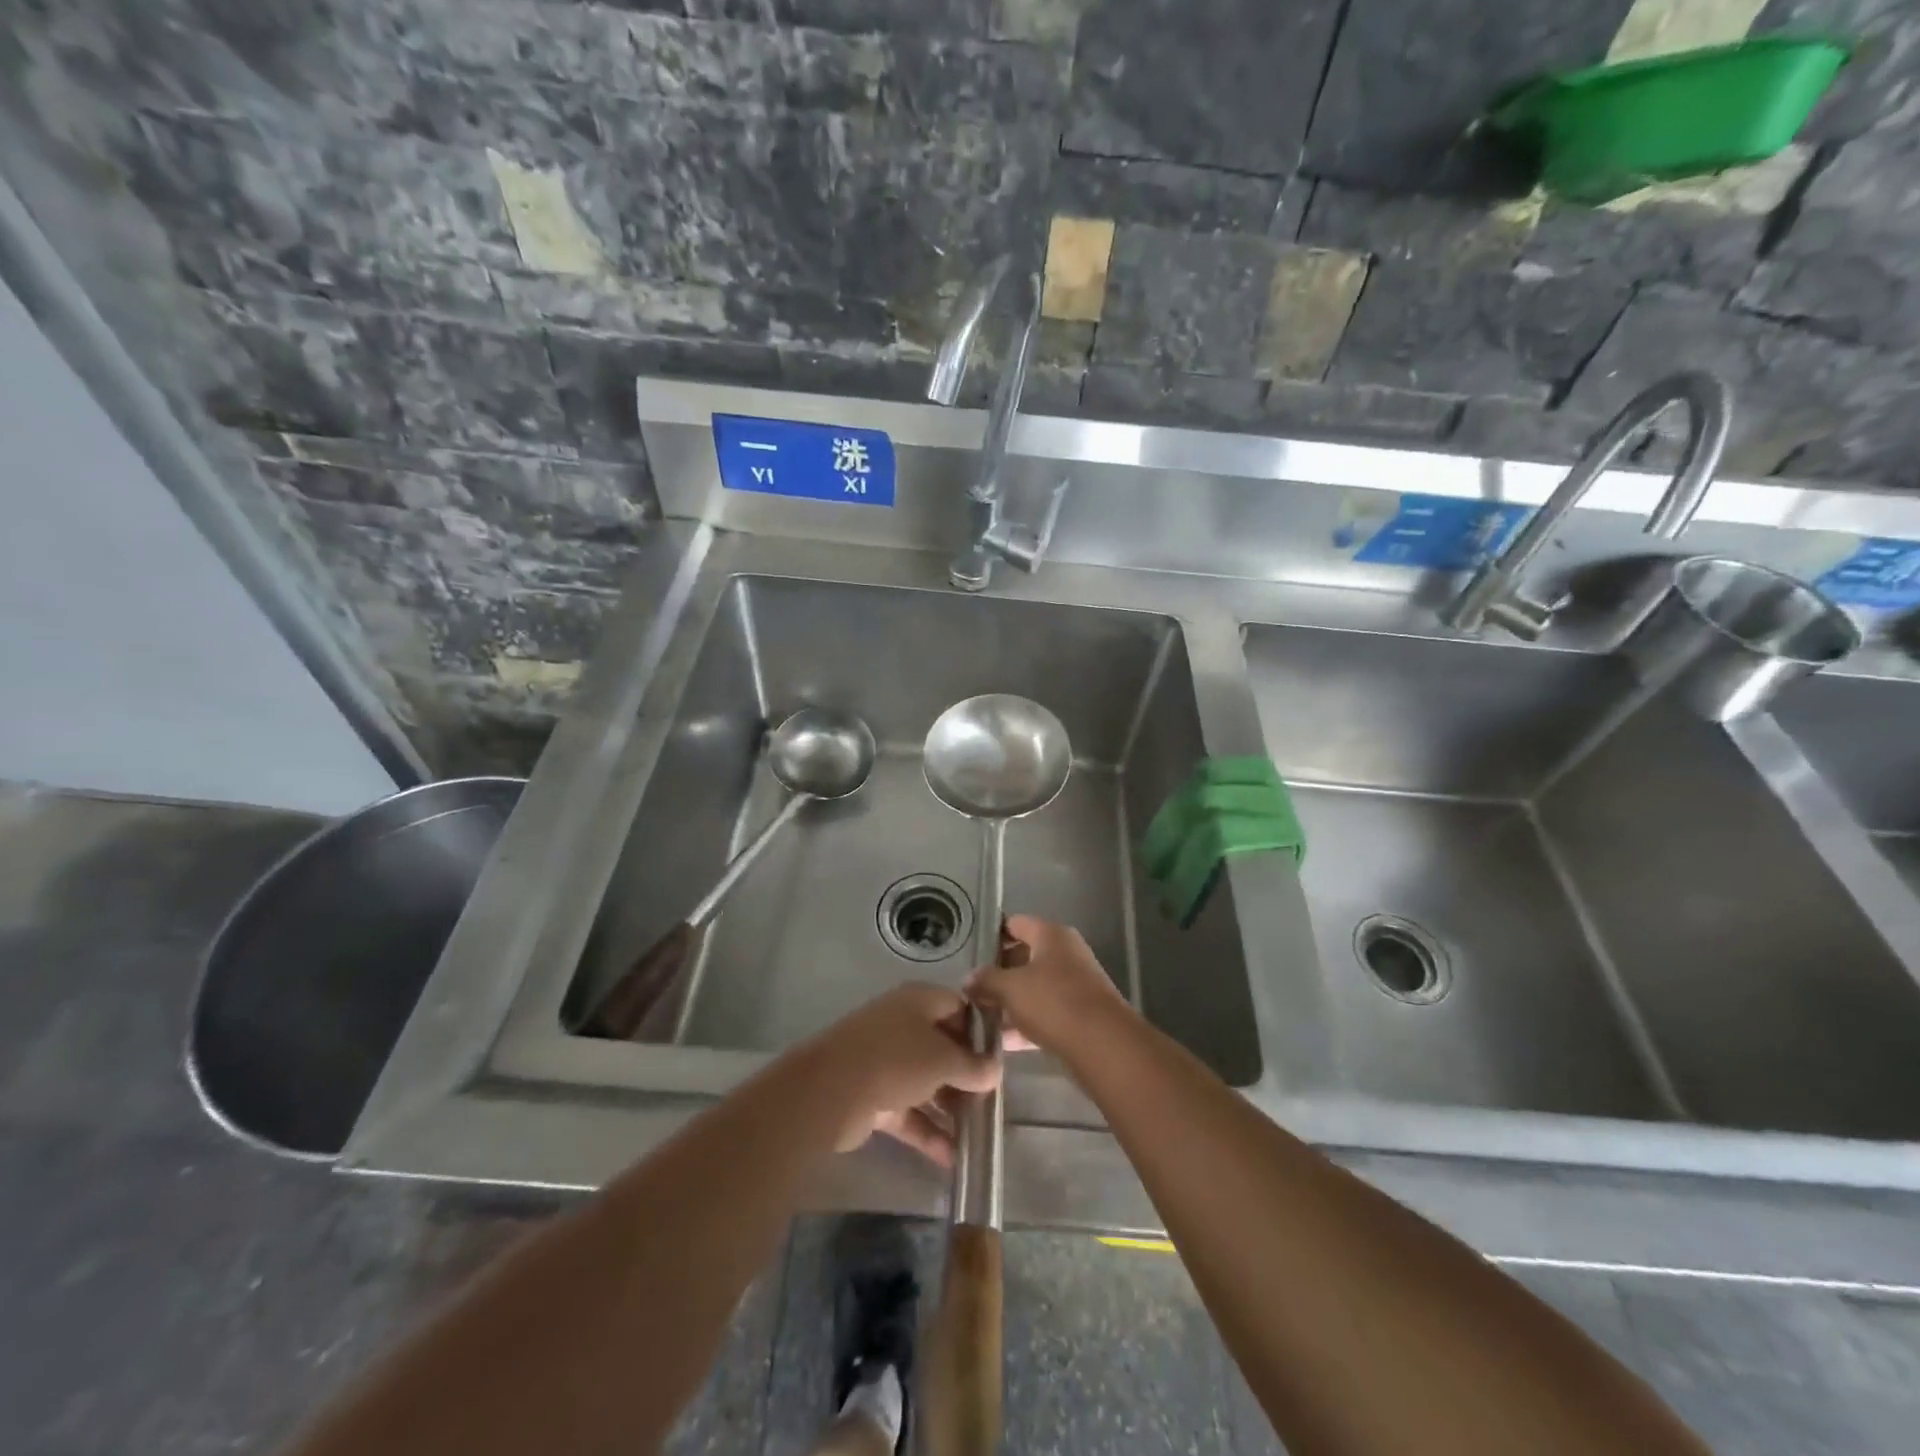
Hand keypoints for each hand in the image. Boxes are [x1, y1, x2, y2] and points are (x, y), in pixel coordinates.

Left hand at [802, 983, 998, 1166]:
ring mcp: (885, 1061)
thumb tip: (994, 1071)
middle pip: (942, 1047)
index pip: (958, 1008)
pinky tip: (951, 1159)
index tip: (999, 1059)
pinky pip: (908, 1111)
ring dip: (949, 1108)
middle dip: (966, 1075)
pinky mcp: (873, 1096)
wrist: (830, 1091)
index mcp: (919, 1001)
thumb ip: (972, 1067)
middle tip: (991, 1101)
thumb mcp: (943, 1060)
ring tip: (977, 1135)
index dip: (980, 1031)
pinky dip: (927, 1131)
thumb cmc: (896, 1059)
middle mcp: (902, 1025)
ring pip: (926, 1082)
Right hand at [967, 915, 1132, 1057]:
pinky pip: (1047, 1012)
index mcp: (1051, 934)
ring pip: (1035, 987)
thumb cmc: (1053, 1002)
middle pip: (1025, 956)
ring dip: (1012, 1001)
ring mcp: (1077, 984)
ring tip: (983, 1017)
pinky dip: (1027, 1023)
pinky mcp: (1082, 1014)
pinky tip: (1005, 1042)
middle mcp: (1066, 953)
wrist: (1104, 1045)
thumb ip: (986, 980)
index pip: (1016, 923)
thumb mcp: (1010, 988)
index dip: (992, 935)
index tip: (970, 952)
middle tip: (972, 989)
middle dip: (999, 973)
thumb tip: (969, 978)